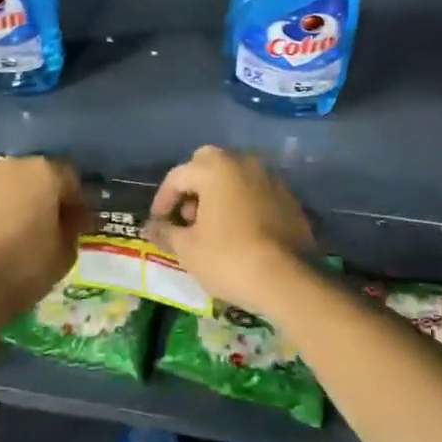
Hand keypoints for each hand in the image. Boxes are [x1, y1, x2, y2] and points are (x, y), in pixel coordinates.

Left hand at [0, 155, 85, 325]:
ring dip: (10, 190)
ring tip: (6, 219)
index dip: (74, 202)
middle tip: (40, 222)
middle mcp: (15, 162)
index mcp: (47, 173)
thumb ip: (73, 225)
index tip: (74, 223)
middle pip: (36, 173)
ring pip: (4, 174)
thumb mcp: (66, 254)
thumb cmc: (24, 271)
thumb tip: (70, 215)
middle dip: (41, 193)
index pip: (69, 179)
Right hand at [145, 146, 314, 314]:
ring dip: (219, 193)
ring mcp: (269, 178)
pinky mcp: (288, 198)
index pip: (178, 175)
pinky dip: (242, 204)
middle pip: (208, 164)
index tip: (158, 222)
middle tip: (187, 217)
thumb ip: (167, 232)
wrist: (288, 279)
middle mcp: (243, 163)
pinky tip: (239, 231)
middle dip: (193, 186)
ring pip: (235, 176)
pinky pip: (255, 192)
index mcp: (215, 168)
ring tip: (212, 227)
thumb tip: (153, 227)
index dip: (163, 199)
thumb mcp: (188, 250)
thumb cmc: (229, 258)